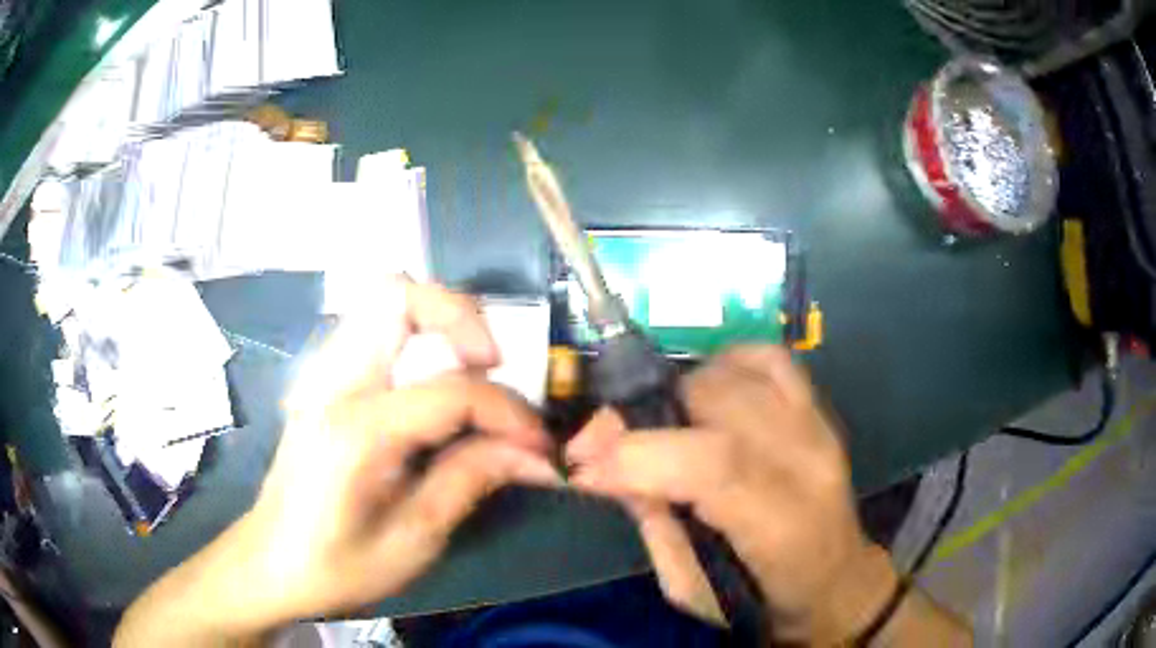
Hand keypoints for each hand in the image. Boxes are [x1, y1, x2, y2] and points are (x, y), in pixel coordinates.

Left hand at [115, 280, 559, 644]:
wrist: (268, 565)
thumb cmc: (335, 567)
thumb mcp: (412, 541)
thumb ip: (471, 482)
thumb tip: (536, 458)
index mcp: (356, 429)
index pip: (452, 390)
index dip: (510, 414)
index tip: (539, 448)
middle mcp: (334, 382)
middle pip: (399, 293)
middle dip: (462, 318)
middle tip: (492, 368)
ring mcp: (321, 374)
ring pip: (382, 299)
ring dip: (436, 320)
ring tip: (468, 371)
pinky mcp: (320, 381)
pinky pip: (371, 328)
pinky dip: (412, 336)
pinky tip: (427, 387)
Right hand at [566, 345, 896, 643]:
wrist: (833, 579)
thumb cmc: (761, 598)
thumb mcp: (690, 587)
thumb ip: (653, 522)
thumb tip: (605, 466)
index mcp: (783, 524)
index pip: (713, 465)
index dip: (637, 456)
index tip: (580, 464)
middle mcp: (809, 462)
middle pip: (721, 403)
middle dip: (642, 415)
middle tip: (600, 444)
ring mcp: (819, 426)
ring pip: (739, 373)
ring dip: (677, 391)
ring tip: (653, 424)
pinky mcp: (819, 409)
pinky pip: (769, 359)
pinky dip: (724, 363)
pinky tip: (702, 391)